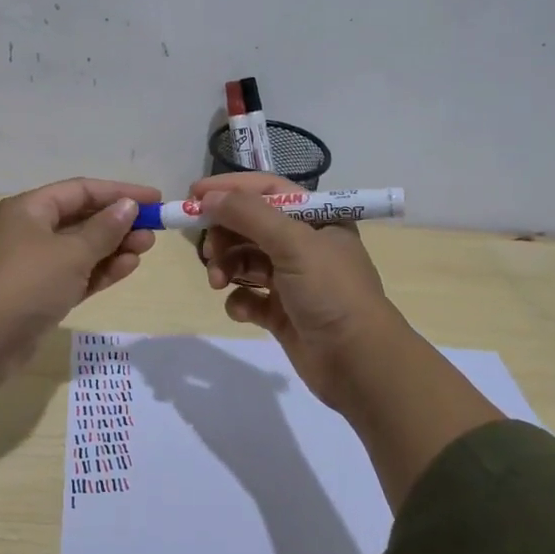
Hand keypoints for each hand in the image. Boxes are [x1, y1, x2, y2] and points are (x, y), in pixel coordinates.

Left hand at [0, 177, 160, 354]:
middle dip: (118, 222)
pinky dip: (101, 270)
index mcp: (30, 209)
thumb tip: (127, 207)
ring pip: (81, 248)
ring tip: (147, 247)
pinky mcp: (40, 294)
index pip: (81, 190)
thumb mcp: (71, 252)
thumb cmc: (27, 283)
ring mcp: (34, 264)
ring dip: (114, 247)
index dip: (119, 192)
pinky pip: (77, 274)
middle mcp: (30, 231)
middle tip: (154, 229)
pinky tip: (129, 267)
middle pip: (82, 218)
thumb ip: (104, 230)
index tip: (154, 198)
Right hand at [192, 172, 401, 410]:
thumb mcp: (294, 243)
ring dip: (226, 267)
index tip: (194, 195)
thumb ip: (249, 214)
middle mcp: (305, 244)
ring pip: (245, 261)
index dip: (230, 189)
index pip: (267, 190)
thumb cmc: (332, 292)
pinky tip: (242, 311)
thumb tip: (207, 197)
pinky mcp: (282, 312)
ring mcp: (293, 280)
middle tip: (208, 250)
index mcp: (317, 219)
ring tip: (218, 282)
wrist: (360, 364)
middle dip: (224, 235)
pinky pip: (249, 297)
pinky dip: (240, 301)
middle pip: (250, 225)